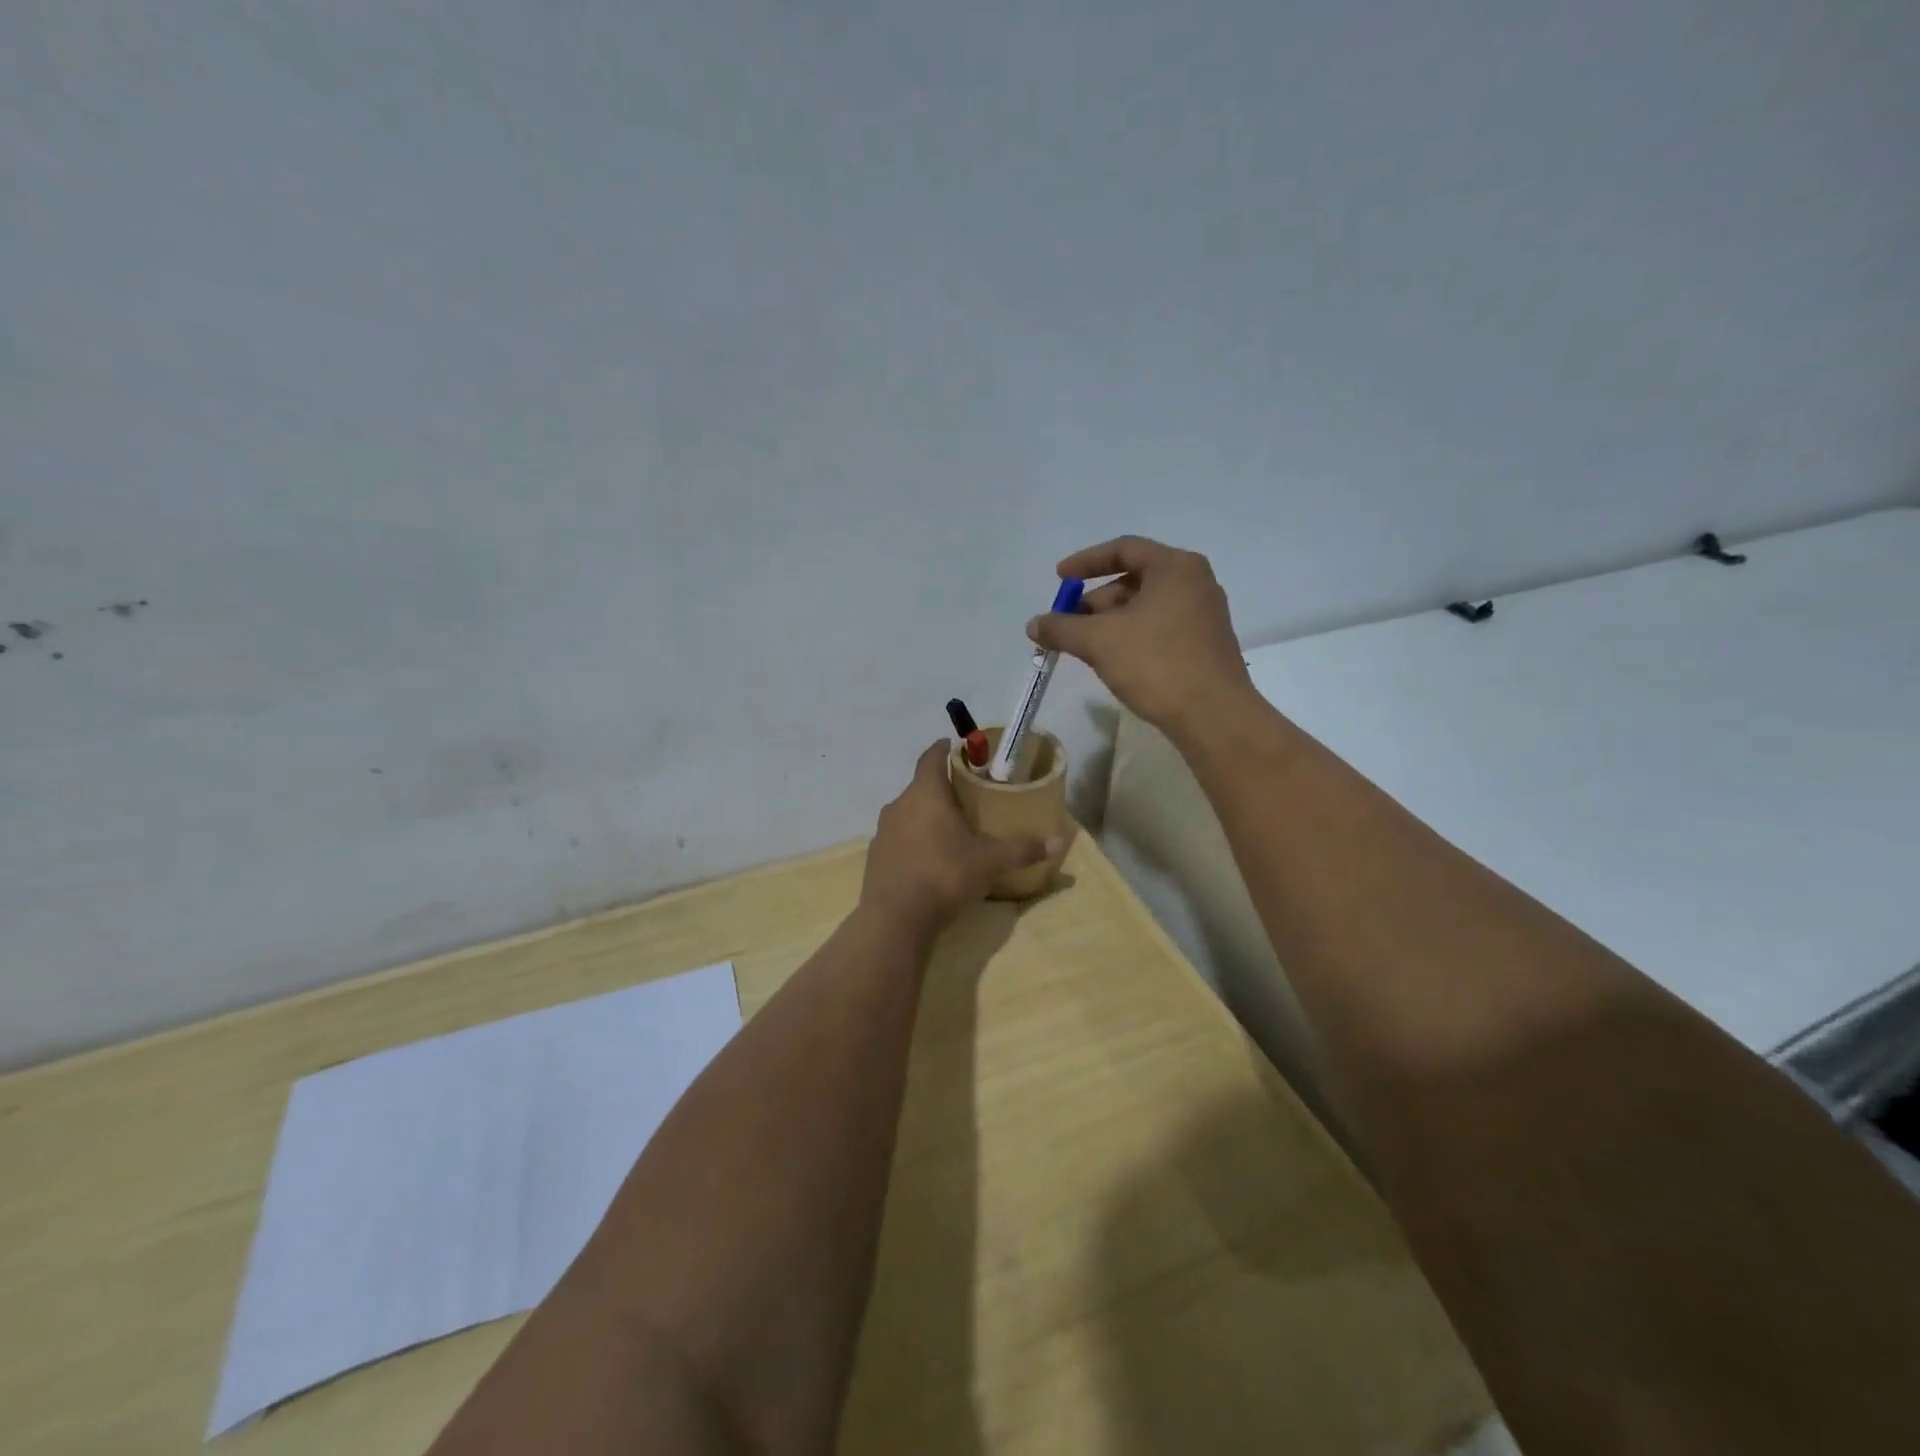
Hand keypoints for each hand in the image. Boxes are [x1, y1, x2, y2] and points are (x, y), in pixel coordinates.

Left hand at [860, 742, 1054, 930]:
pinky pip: (899, 838)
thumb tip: (1058, 841)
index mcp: (925, 794)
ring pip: (908, 813)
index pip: (931, 757)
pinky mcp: (876, 856)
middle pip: (920, 786)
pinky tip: (930, 858)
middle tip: (966, 795)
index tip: (955, 746)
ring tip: (950, 827)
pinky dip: (914, 840)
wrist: (895, 919)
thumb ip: (1022, 849)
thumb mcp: (990, 862)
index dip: (944, 749)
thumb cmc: (944, 875)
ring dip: (926, 815)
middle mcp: (899, 805)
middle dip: (941, 787)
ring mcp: (883, 831)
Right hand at [1027, 536, 1255, 738]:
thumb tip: (1033, 625)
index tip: (1059, 578)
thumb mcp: (1099, 641)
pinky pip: (1159, 629)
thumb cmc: (1156, 663)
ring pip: (1146, 608)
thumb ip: (1062, 628)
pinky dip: (1131, 637)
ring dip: (1111, 622)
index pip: (1124, 549)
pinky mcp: (1205, 646)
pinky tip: (1113, 662)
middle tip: (1068, 624)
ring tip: (1085, 648)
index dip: (1086, 562)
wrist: (1213, 716)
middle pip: (1134, 580)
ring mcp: (1204, 616)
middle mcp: (1195, 583)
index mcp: (1175, 567)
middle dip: (1095, 601)